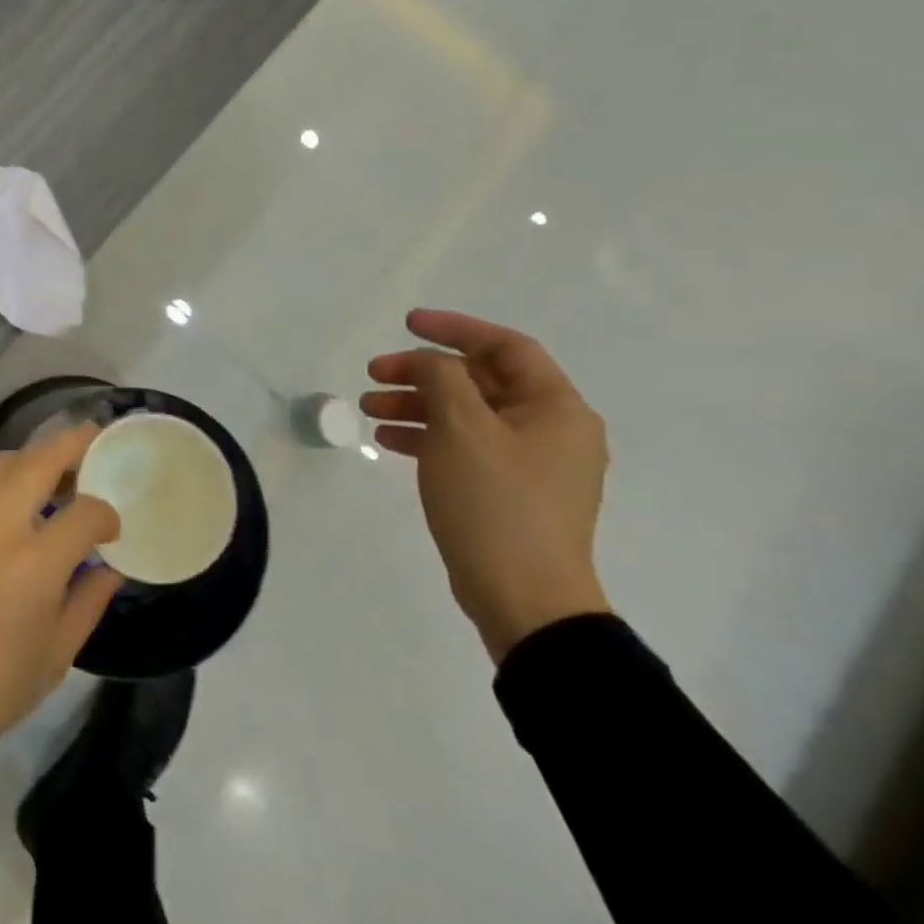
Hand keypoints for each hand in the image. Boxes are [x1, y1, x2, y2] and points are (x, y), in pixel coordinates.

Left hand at [0, 425, 122, 799]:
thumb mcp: (52, 660)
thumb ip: (89, 603)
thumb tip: (111, 567)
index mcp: (32, 563)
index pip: (86, 512)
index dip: (106, 515)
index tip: (109, 528)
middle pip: (42, 457)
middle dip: (75, 444)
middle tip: (92, 442)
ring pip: (0, 463)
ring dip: (31, 463)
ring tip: (46, 479)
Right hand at [363, 309, 611, 662]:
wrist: (524, 599)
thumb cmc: (495, 503)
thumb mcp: (461, 428)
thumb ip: (441, 378)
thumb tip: (428, 361)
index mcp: (555, 408)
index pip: (505, 347)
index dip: (455, 328)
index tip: (407, 323)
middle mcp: (550, 430)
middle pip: (480, 381)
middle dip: (422, 372)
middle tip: (374, 373)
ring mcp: (530, 464)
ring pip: (466, 414)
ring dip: (417, 404)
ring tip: (368, 409)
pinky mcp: (508, 491)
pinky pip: (464, 446)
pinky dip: (427, 436)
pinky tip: (388, 440)